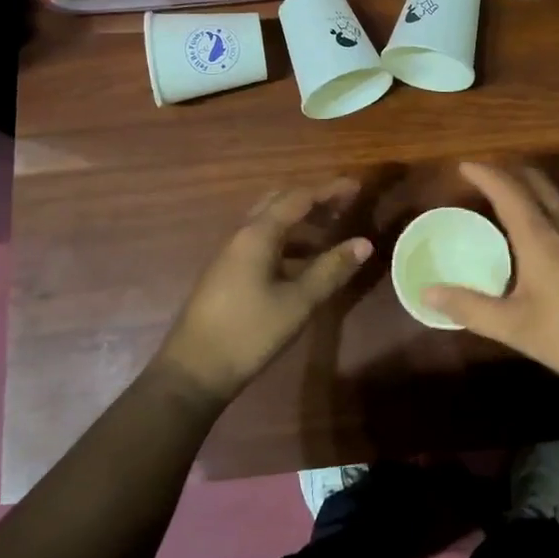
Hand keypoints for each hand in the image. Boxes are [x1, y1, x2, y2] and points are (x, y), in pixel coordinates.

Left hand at [157, 179, 373, 403]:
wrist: (194, 370)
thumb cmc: (250, 332)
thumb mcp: (298, 302)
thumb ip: (331, 270)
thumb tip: (364, 243)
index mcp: (258, 234)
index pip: (298, 198)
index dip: (329, 190)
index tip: (357, 187)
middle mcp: (242, 235)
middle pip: (280, 202)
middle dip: (313, 200)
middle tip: (343, 207)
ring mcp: (232, 253)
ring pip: (269, 222)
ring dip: (300, 221)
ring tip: (330, 231)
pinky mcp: (228, 272)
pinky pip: (262, 241)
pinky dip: (288, 240)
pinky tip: (304, 261)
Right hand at [423, 163, 558, 411]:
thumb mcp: (516, 328)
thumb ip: (471, 308)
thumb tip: (426, 292)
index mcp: (541, 236)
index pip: (508, 189)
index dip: (485, 173)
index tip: (463, 165)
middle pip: (536, 181)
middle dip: (508, 171)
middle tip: (481, 180)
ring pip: (554, 197)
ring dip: (527, 189)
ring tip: (502, 205)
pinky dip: (542, 209)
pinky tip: (535, 240)